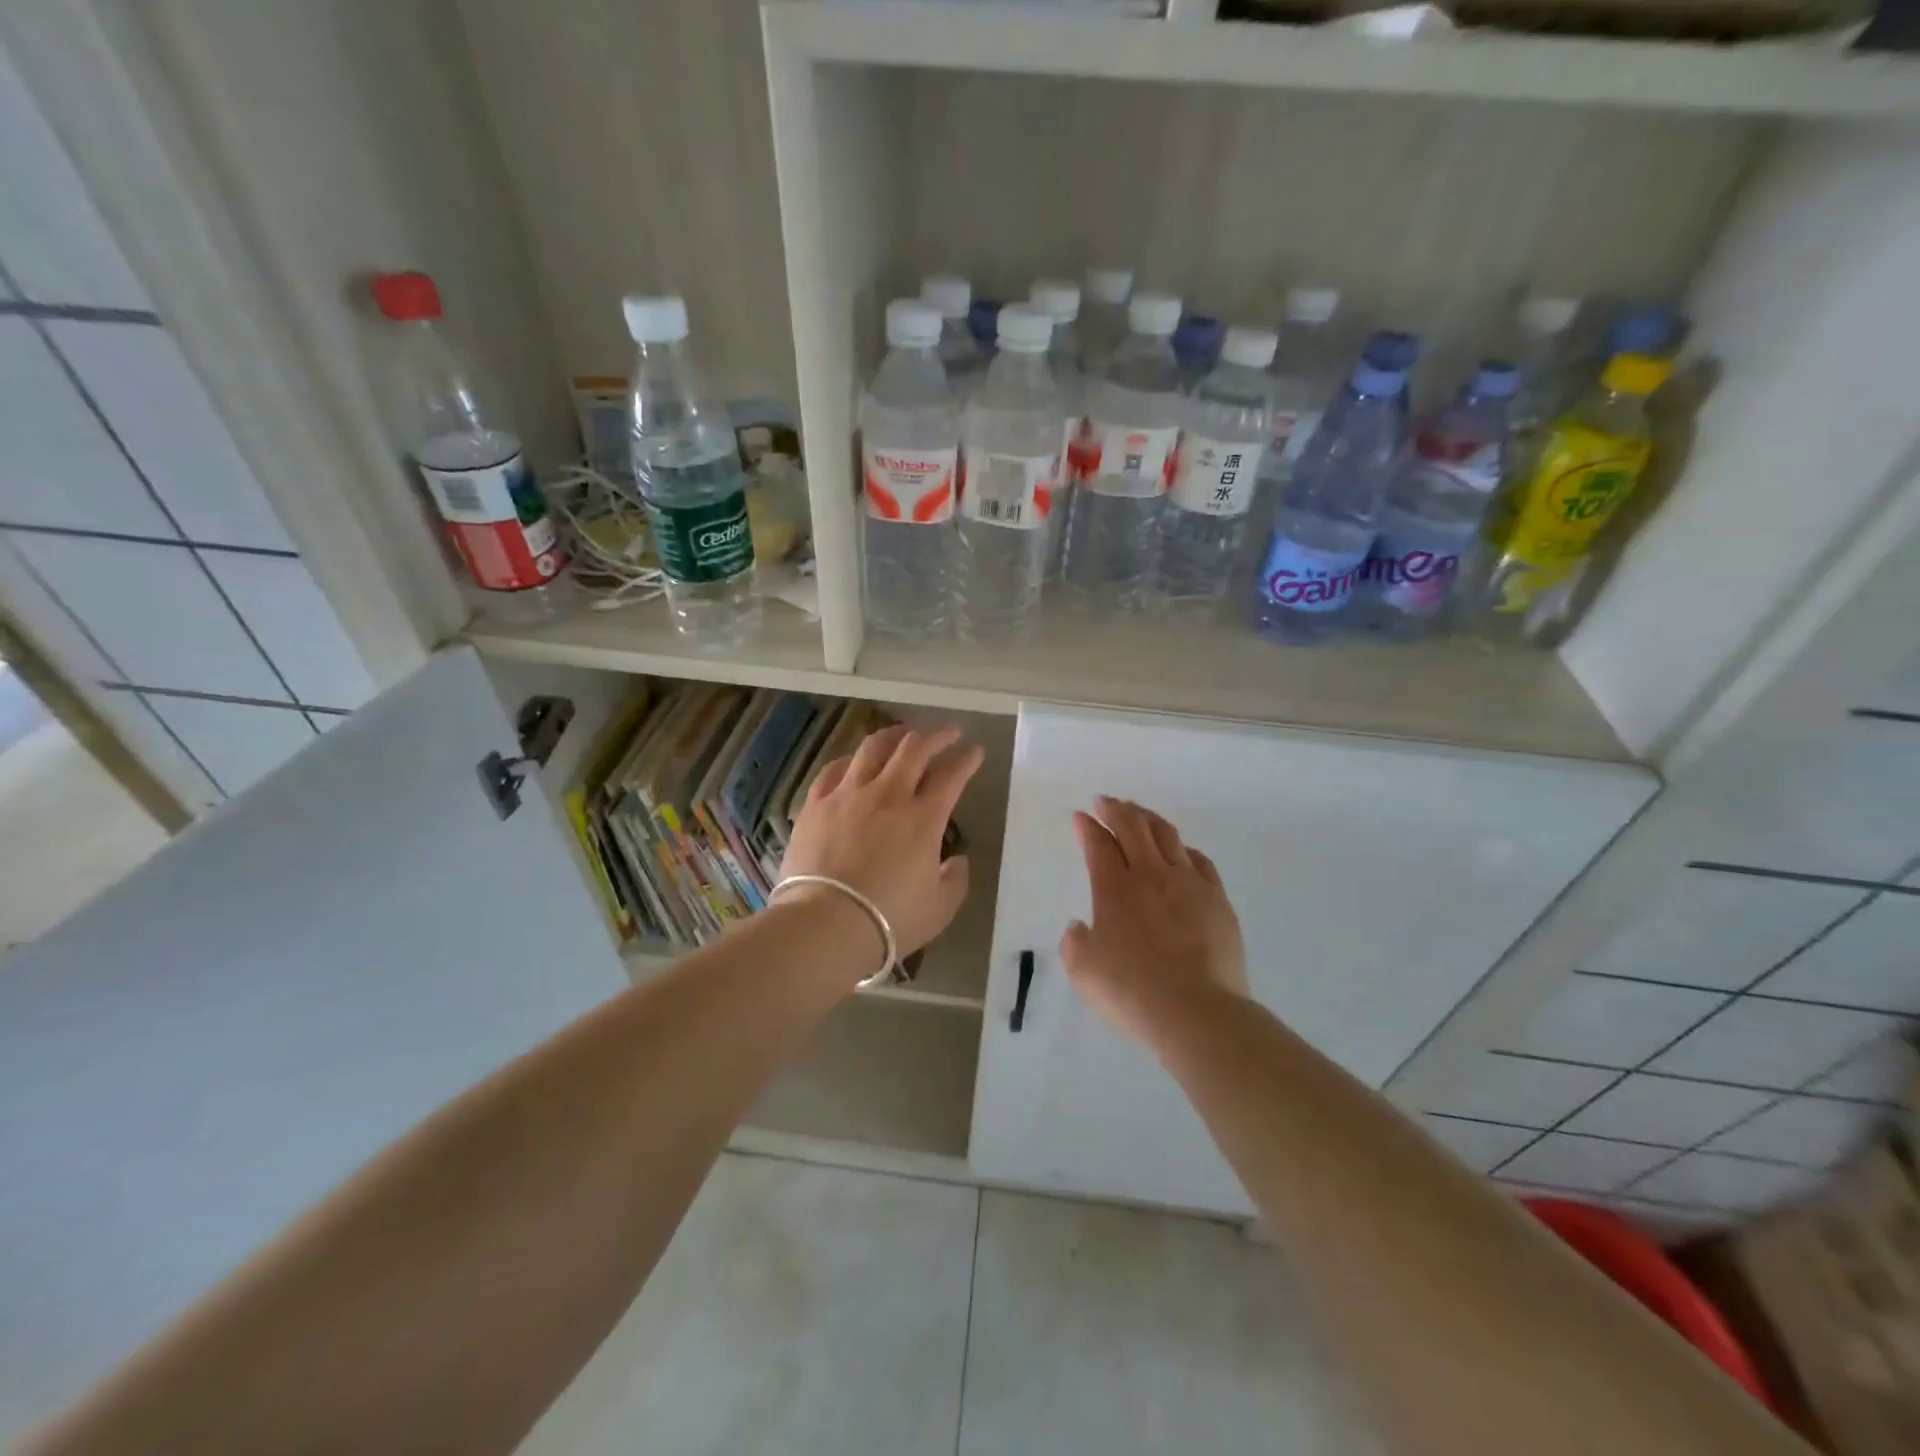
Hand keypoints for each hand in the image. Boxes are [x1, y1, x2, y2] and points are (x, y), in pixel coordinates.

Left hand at [780, 724, 980, 977]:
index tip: (975, 752)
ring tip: (904, 734)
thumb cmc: (889, 920)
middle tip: (948, 733)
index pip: (952, 776)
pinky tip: (854, 761)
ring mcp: (848, 794)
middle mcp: (888, 795)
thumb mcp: (940, 908)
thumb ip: (955, 880)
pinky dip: (851, 760)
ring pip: (873, 748)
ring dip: (894, 735)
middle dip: (937, 735)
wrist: (825, 924)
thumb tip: (956, 861)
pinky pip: (834, 769)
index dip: (967, 760)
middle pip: (915, 748)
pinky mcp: (816, 804)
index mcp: (924, 818)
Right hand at [1060, 796, 1247, 1049]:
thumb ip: (1075, 943)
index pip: (1097, 843)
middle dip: (1115, 809)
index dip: (1086, 826)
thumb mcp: (1083, 971)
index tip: (1080, 816)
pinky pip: (1200, 860)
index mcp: (1114, 888)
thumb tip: (1080, 927)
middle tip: (1105, 801)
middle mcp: (1150, 875)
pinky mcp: (1217, 899)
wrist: (1197, 1013)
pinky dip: (1183, 848)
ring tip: (1139, 814)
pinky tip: (1180, 851)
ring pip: (1167, 835)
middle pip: (1133, 826)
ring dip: (1148, 818)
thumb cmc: (1132, 992)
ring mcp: (1189, 883)